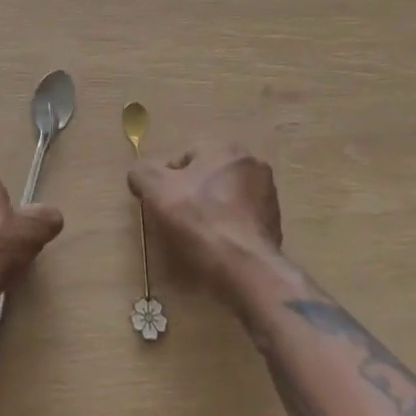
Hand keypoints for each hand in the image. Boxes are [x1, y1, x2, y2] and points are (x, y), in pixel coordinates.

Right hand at [129, 143, 281, 303]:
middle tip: (178, 223)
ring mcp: (268, 195)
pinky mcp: (275, 224)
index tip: (162, 206)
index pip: (185, 158)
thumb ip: (143, 173)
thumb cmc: (200, 221)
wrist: (246, 268)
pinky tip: (219, 250)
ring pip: (225, 199)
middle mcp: (251, 164)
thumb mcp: (157, 190)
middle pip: (207, 178)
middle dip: (191, 196)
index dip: (168, 182)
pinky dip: (229, 231)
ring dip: (212, 213)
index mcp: (225, 148)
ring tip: (199, 240)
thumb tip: (140, 174)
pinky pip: (241, 221)